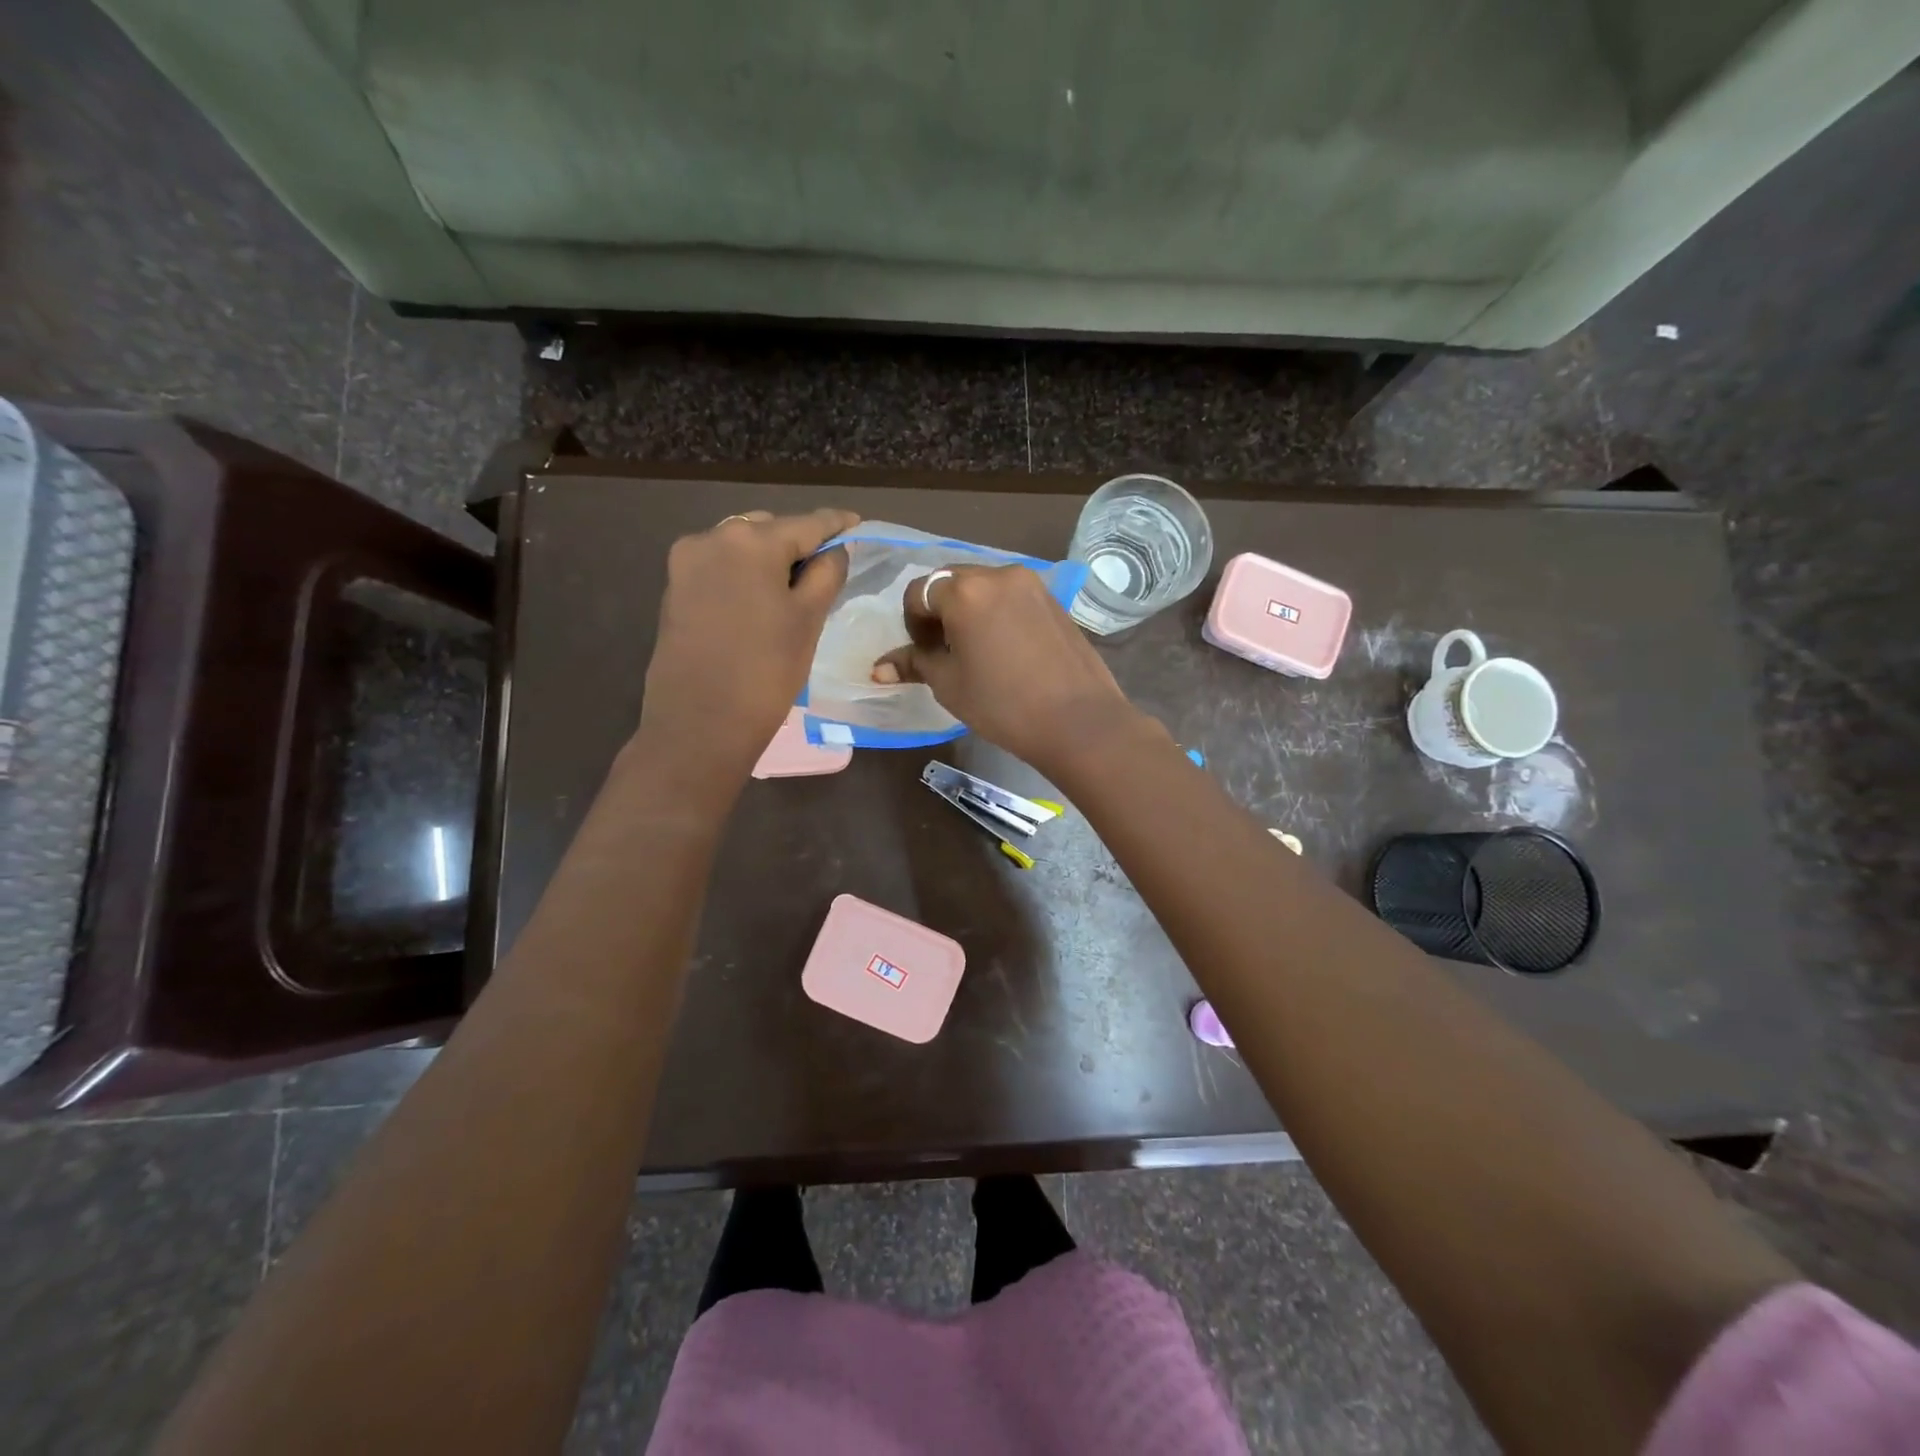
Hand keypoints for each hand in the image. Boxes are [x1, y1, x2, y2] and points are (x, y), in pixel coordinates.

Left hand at [634, 508, 857, 796]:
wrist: (699, 725)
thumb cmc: (766, 671)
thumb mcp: (808, 621)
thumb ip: (826, 575)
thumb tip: (836, 550)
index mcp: (751, 541)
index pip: (806, 524)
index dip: (836, 524)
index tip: (857, 522)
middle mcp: (713, 538)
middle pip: (769, 530)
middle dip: (799, 543)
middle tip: (827, 567)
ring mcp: (687, 563)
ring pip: (741, 547)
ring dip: (770, 559)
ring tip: (795, 586)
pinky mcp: (674, 589)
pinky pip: (720, 568)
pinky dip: (745, 575)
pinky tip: (761, 599)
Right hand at [871, 565, 1149, 774]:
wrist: (1078, 721)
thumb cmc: (1003, 705)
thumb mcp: (949, 685)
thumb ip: (914, 664)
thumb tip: (878, 669)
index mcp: (964, 590)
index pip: (918, 592)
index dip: (912, 624)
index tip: (924, 654)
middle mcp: (997, 573)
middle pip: (951, 582)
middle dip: (940, 612)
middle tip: (946, 652)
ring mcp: (1031, 583)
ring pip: (983, 587)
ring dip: (969, 611)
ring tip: (977, 652)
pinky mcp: (1054, 599)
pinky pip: (1011, 596)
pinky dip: (997, 613)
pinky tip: (1006, 650)